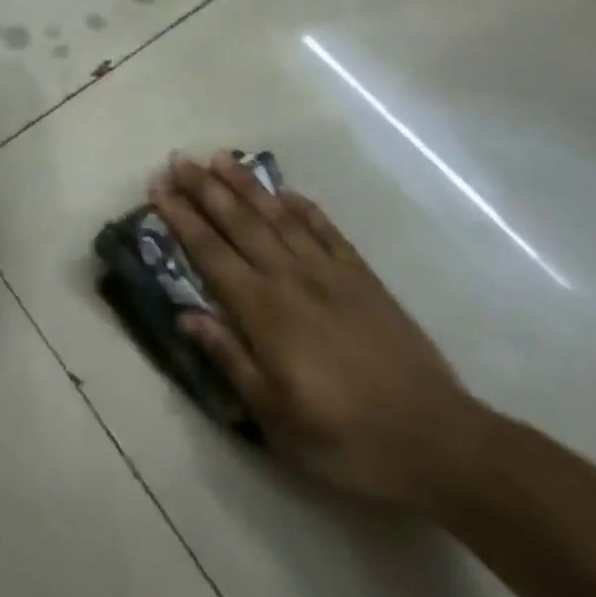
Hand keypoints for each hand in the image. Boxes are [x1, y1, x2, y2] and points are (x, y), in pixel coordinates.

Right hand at [151, 153, 484, 508]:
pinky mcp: (362, 276)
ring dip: (247, 185)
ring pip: (278, 215)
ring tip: (221, 157)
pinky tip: (287, 192)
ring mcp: (329, 272)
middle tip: (180, 159)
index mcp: (265, 312)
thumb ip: (229, 359)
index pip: (211, 253)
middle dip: (206, 188)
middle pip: (240, 222)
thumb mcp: (276, 418)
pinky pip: (325, 229)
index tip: (159, 187)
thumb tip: (185, 314)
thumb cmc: (346, 439)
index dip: (182, 218)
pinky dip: (303, 206)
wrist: (436, 438)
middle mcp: (291, 278)